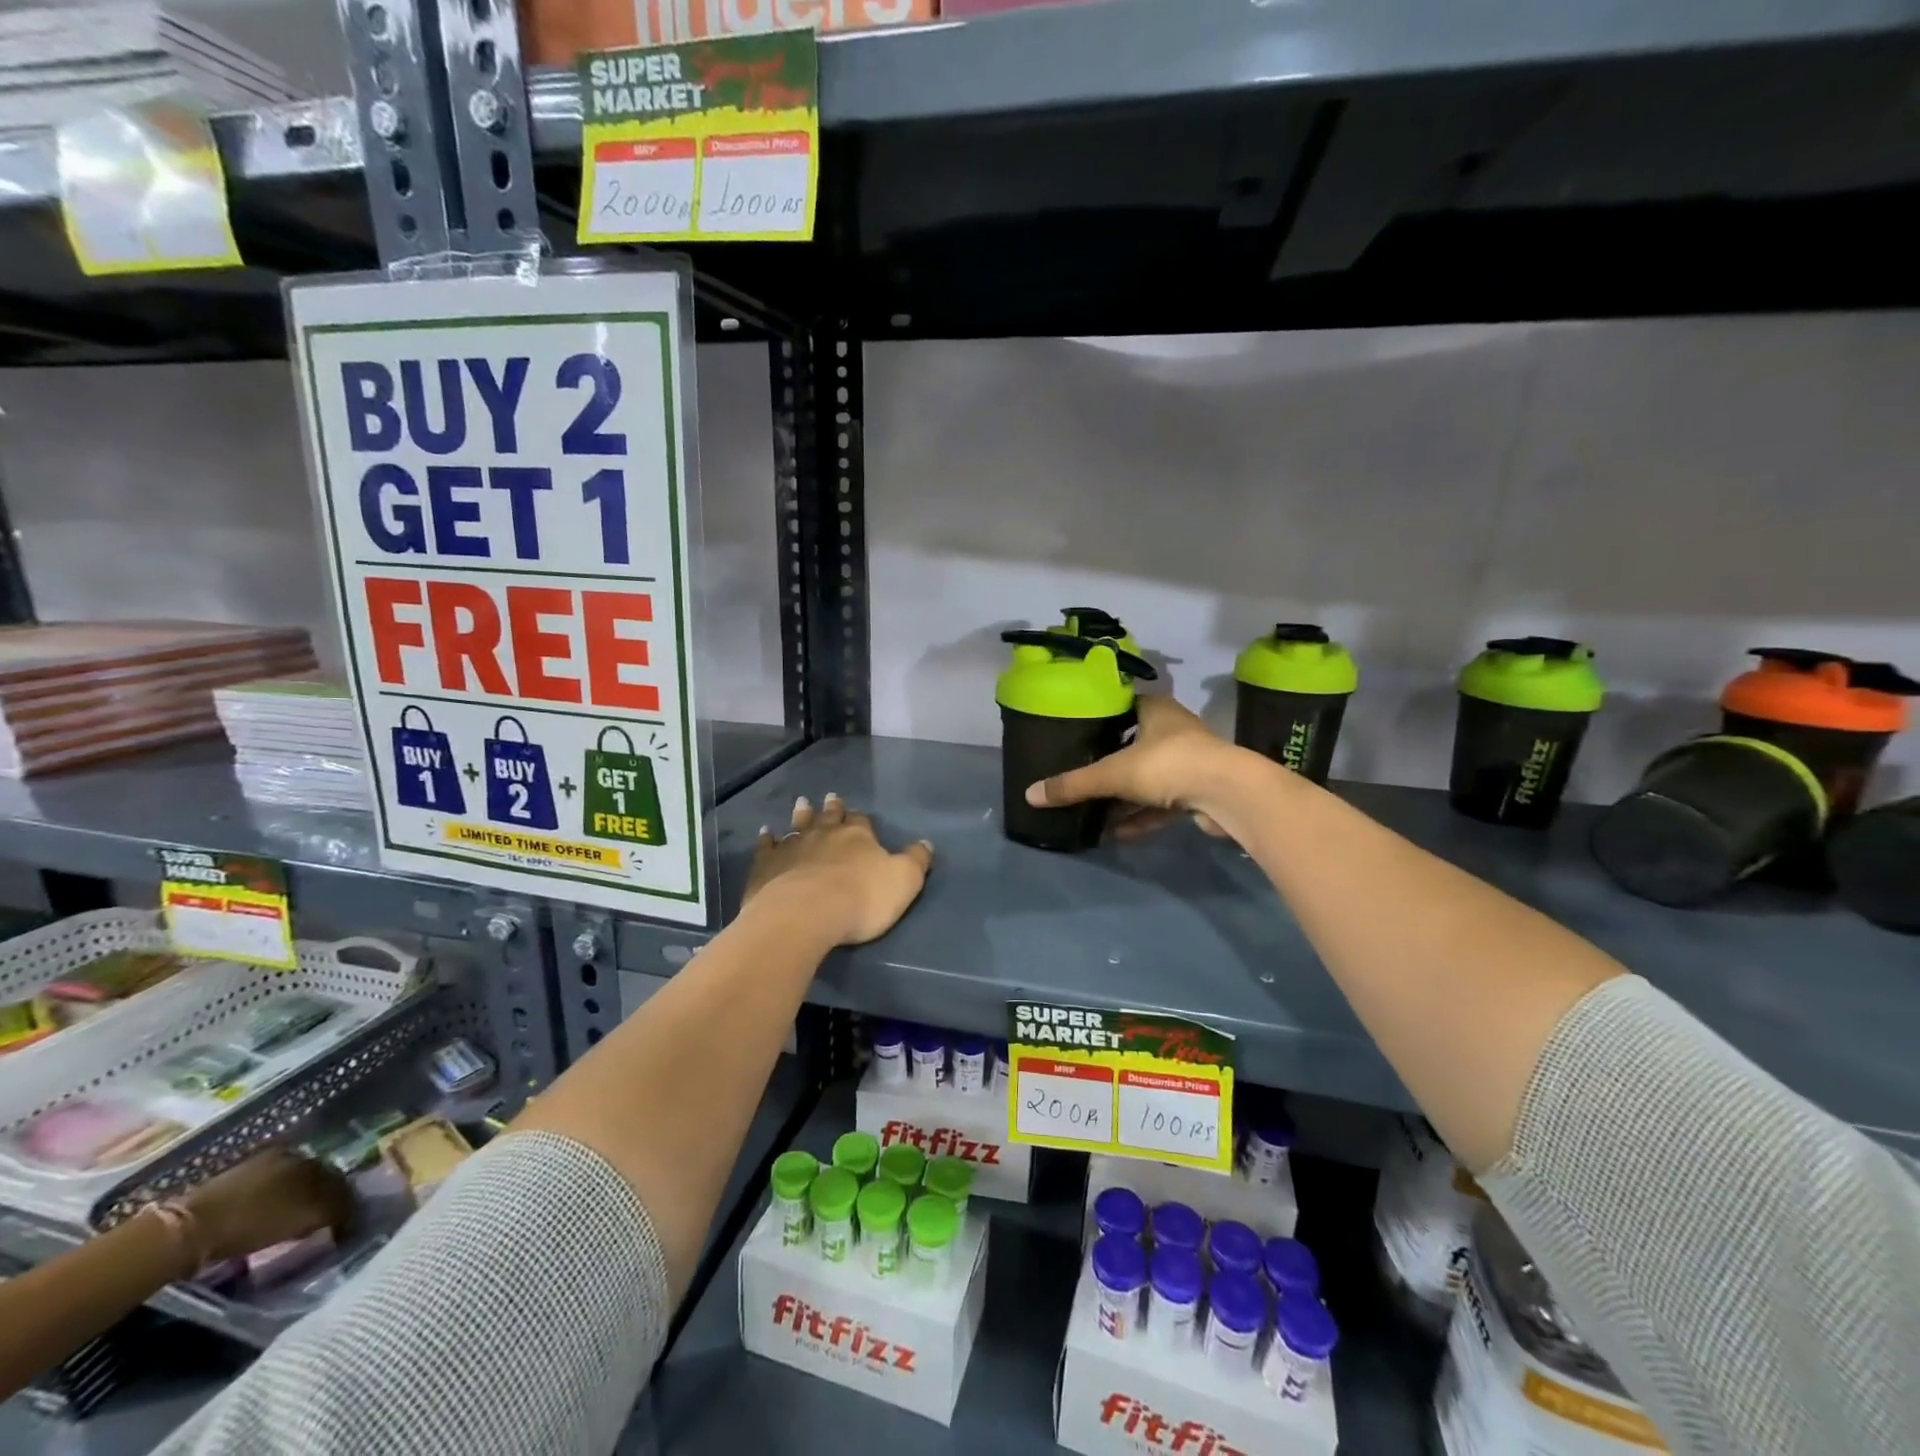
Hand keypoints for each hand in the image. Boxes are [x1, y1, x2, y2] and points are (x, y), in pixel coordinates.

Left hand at [181, 1149, 352, 1264]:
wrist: (187, 1230)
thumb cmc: (251, 1222)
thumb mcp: (302, 1217)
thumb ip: (335, 1210)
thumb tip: (354, 1214)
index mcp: (309, 1158)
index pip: (338, 1178)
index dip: (344, 1200)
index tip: (343, 1221)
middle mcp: (289, 1155)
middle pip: (315, 1177)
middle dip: (322, 1196)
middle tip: (322, 1220)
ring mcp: (257, 1165)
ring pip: (290, 1183)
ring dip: (296, 1200)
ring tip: (294, 1222)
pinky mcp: (232, 1180)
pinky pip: (265, 1190)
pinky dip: (272, 1204)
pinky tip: (267, 1219)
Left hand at [745, 793, 933, 945]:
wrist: (805, 914)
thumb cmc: (861, 899)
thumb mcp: (904, 881)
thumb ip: (916, 860)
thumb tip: (926, 843)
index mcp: (858, 836)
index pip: (861, 822)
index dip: (859, 818)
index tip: (856, 813)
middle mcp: (825, 834)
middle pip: (829, 817)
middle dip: (831, 808)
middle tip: (829, 797)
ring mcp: (793, 847)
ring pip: (798, 825)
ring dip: (801, 815)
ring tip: (801, 802)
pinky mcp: (767, 866)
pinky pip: (767, 847)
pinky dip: (767, 839)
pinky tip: (766, 833)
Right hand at [1024, 695, 1245, 836]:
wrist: (1228, 794)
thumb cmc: (1168, 764)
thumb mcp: (1113, 773)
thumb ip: (1073, 785)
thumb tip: (1029, 795)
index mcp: (1155, 710)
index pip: (1123, 705)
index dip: (1100, 717)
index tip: (1076, 732)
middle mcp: (1173, 730)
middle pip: (1134, 744)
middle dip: (1108, 762)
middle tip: (1079, 774)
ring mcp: (1188, 762)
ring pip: (1148, 778)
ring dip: (1123, 796)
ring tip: (1092, 811)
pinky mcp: (1198, 792)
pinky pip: (1161, 804)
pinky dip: (1140, 816)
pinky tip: (1116, 833)